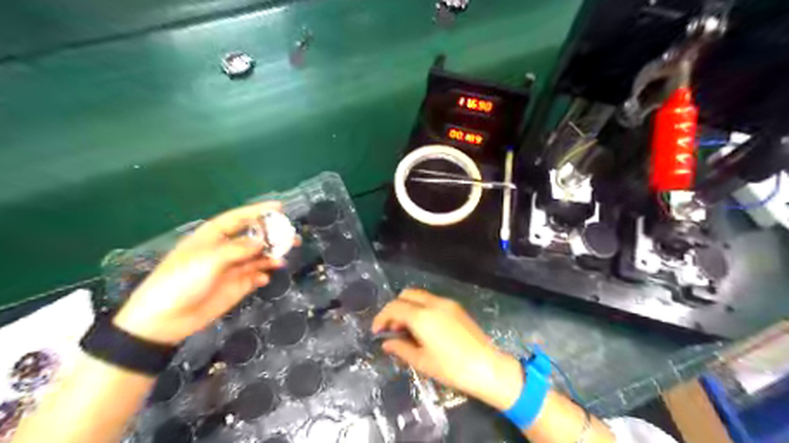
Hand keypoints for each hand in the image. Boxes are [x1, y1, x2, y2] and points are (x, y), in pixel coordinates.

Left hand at [114, 202, 291, 344]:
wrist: (164, 320)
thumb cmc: (180, 281)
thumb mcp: (208, 260)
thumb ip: (237, 249)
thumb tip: (262, 240)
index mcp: (213, 237)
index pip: (239, 218)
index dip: (258, 211)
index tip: (280, 208)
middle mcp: (225, 250)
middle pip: (254, 237)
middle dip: (273, 235)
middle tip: (293, 236)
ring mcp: (232, 268)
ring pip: (258, 256)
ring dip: (271, 256)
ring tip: (283, 258)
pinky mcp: (237, 286)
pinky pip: (256, 276)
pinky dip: (263, 274)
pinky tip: (266, 277)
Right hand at [373, 290, 522, 410]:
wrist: (487, 367)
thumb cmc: (451, 368)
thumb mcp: (422, 361)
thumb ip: (400, 348)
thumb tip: (386, 343)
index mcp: (422, 316)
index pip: (394, 307)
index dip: (381, 317)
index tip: (377, 331)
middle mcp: (433, 303)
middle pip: (406, 294)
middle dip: (395, 308)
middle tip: (393, 328)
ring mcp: (447, 303)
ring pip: (420, 295)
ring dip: (408, 307)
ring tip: (408, 330)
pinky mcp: (456, 307)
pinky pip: (432, 300)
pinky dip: (421, 308)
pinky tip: (424, 327)